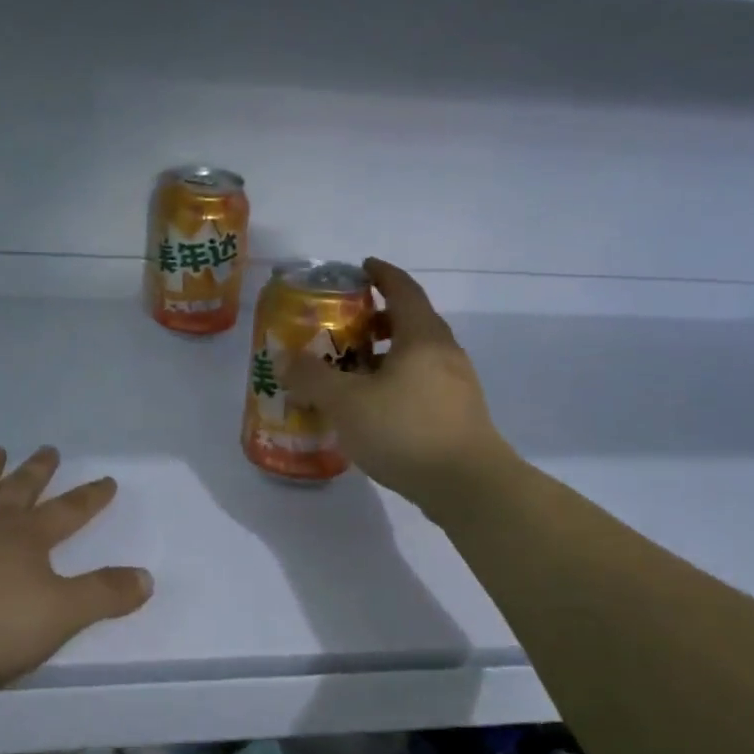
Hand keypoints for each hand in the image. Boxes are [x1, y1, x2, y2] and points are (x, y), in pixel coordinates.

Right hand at [284, 258, 512, 513]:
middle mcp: (444, 352)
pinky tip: (374, 406)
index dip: (381, 274)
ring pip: (417, 355)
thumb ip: (313, 378)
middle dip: (377, 319)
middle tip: (345, 326)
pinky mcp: (458, 413)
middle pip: (411, 321)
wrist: (468, 485)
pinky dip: (396, 381)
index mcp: (422, 336)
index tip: (361, 268)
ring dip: (386, 354)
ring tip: (353, 370)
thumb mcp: (346, 402)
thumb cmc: (405, 430)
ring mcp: (456, 384)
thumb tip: (286, 358)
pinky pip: (422, 382)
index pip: (402, 289)